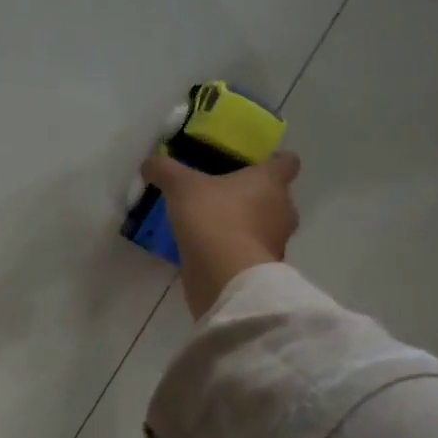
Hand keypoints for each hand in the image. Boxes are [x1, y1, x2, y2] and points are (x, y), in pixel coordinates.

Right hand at [141, 149, 300, 320]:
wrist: (224, 276)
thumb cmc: (212, 218)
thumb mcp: (181, 187)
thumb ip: (166, 171)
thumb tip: (150, 163)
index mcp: (271, 181)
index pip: (287, 162)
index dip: (274, 161)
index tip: (254, 164)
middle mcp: (283, 210)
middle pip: (277, 197)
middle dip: (256, 197)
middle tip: (226, 197)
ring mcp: (277, 243)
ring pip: (267, 227)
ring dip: (248, 227)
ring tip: (217, 227)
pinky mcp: (264, 270)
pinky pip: (253, 254)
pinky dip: (239, 252)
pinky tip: (214, 253)